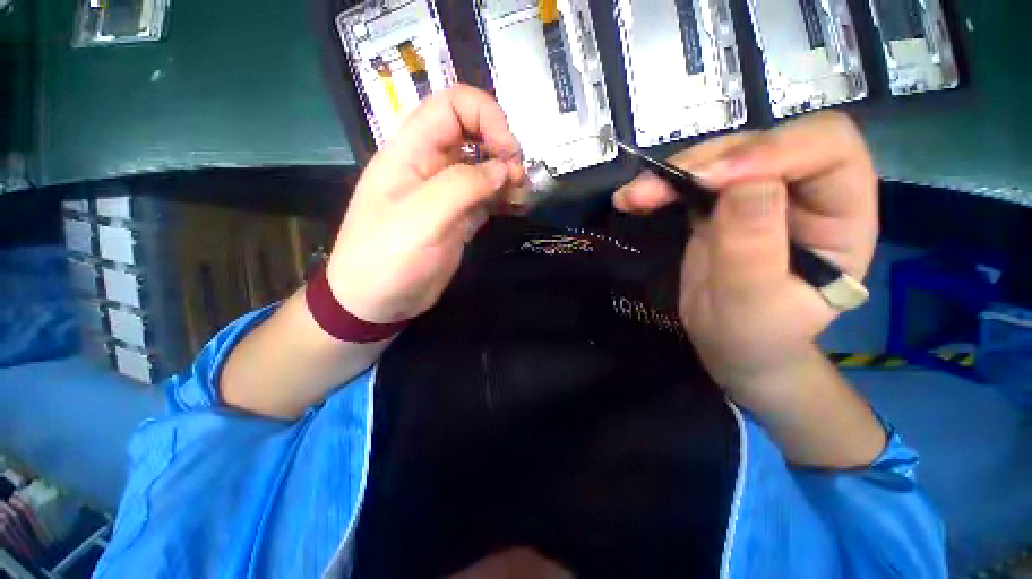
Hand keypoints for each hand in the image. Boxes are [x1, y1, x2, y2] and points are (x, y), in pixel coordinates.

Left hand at [327, 85, 524, 322]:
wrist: (377, 301)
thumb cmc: (387, 258)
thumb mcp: (421, 218)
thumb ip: (461, 187)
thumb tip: (503, 169)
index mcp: (411, 152)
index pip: (452, 106)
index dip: (485, 116)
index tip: (508, 151)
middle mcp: (430, 166)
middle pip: (473, 133)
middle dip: (502, 147)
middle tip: (518, 178)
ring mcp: (446, 193)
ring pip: (484, 167)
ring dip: (507, 174)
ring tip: (522, 194)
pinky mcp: (459, 217)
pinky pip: (487, 197)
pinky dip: (505, 197)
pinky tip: (517, 206)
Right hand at [613, 112, 877, 401]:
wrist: (730, 342)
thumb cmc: (754, 333)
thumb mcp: (756, 302)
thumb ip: (754, 246)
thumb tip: (744, 183)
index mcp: (842, 213)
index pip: (827, 149)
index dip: (773, 151)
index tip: (711, 181)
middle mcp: (805, 191)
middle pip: (764, 142)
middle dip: (706, 161)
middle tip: (652, 191)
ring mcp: (759, 194)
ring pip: (720, 156)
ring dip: (672, 173)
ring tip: (632, 197)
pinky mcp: (720, 204)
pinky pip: (692, 180)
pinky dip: (661, 186)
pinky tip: (633, 199)